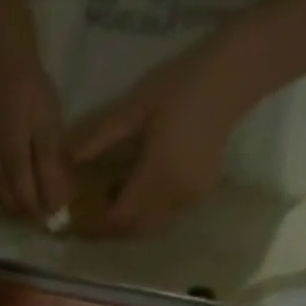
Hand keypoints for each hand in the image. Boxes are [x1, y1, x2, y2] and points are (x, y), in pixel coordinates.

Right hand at [0, 46, 72, 223]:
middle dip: (26, 212)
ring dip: (12, 204)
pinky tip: (9, 186)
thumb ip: (50, 171)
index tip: (55, 217)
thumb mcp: (48, 129)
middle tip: (45, 210)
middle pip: (9, 205)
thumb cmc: (29, 89)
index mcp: (11, 167)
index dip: (40, 214)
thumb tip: (55, 207)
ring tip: (30, 200)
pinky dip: (0, 191)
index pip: (25, 204)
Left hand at [66, 48, 250, 236]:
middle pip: (131, 230)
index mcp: (156, 178)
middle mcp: (173, 198)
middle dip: (109, 228)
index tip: (76, 220)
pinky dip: (148, 215)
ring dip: (128, 223)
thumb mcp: (136, 106)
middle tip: (90, 215)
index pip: (117, 218)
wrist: (237, 75)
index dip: (95, 224)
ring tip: (112, 204)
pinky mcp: (201, 196)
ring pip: (149, 228)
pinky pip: (167, 218)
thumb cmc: (183, 84)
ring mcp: (190, 200)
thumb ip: (102, 136)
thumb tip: (67, 159)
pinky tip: (139, 194)